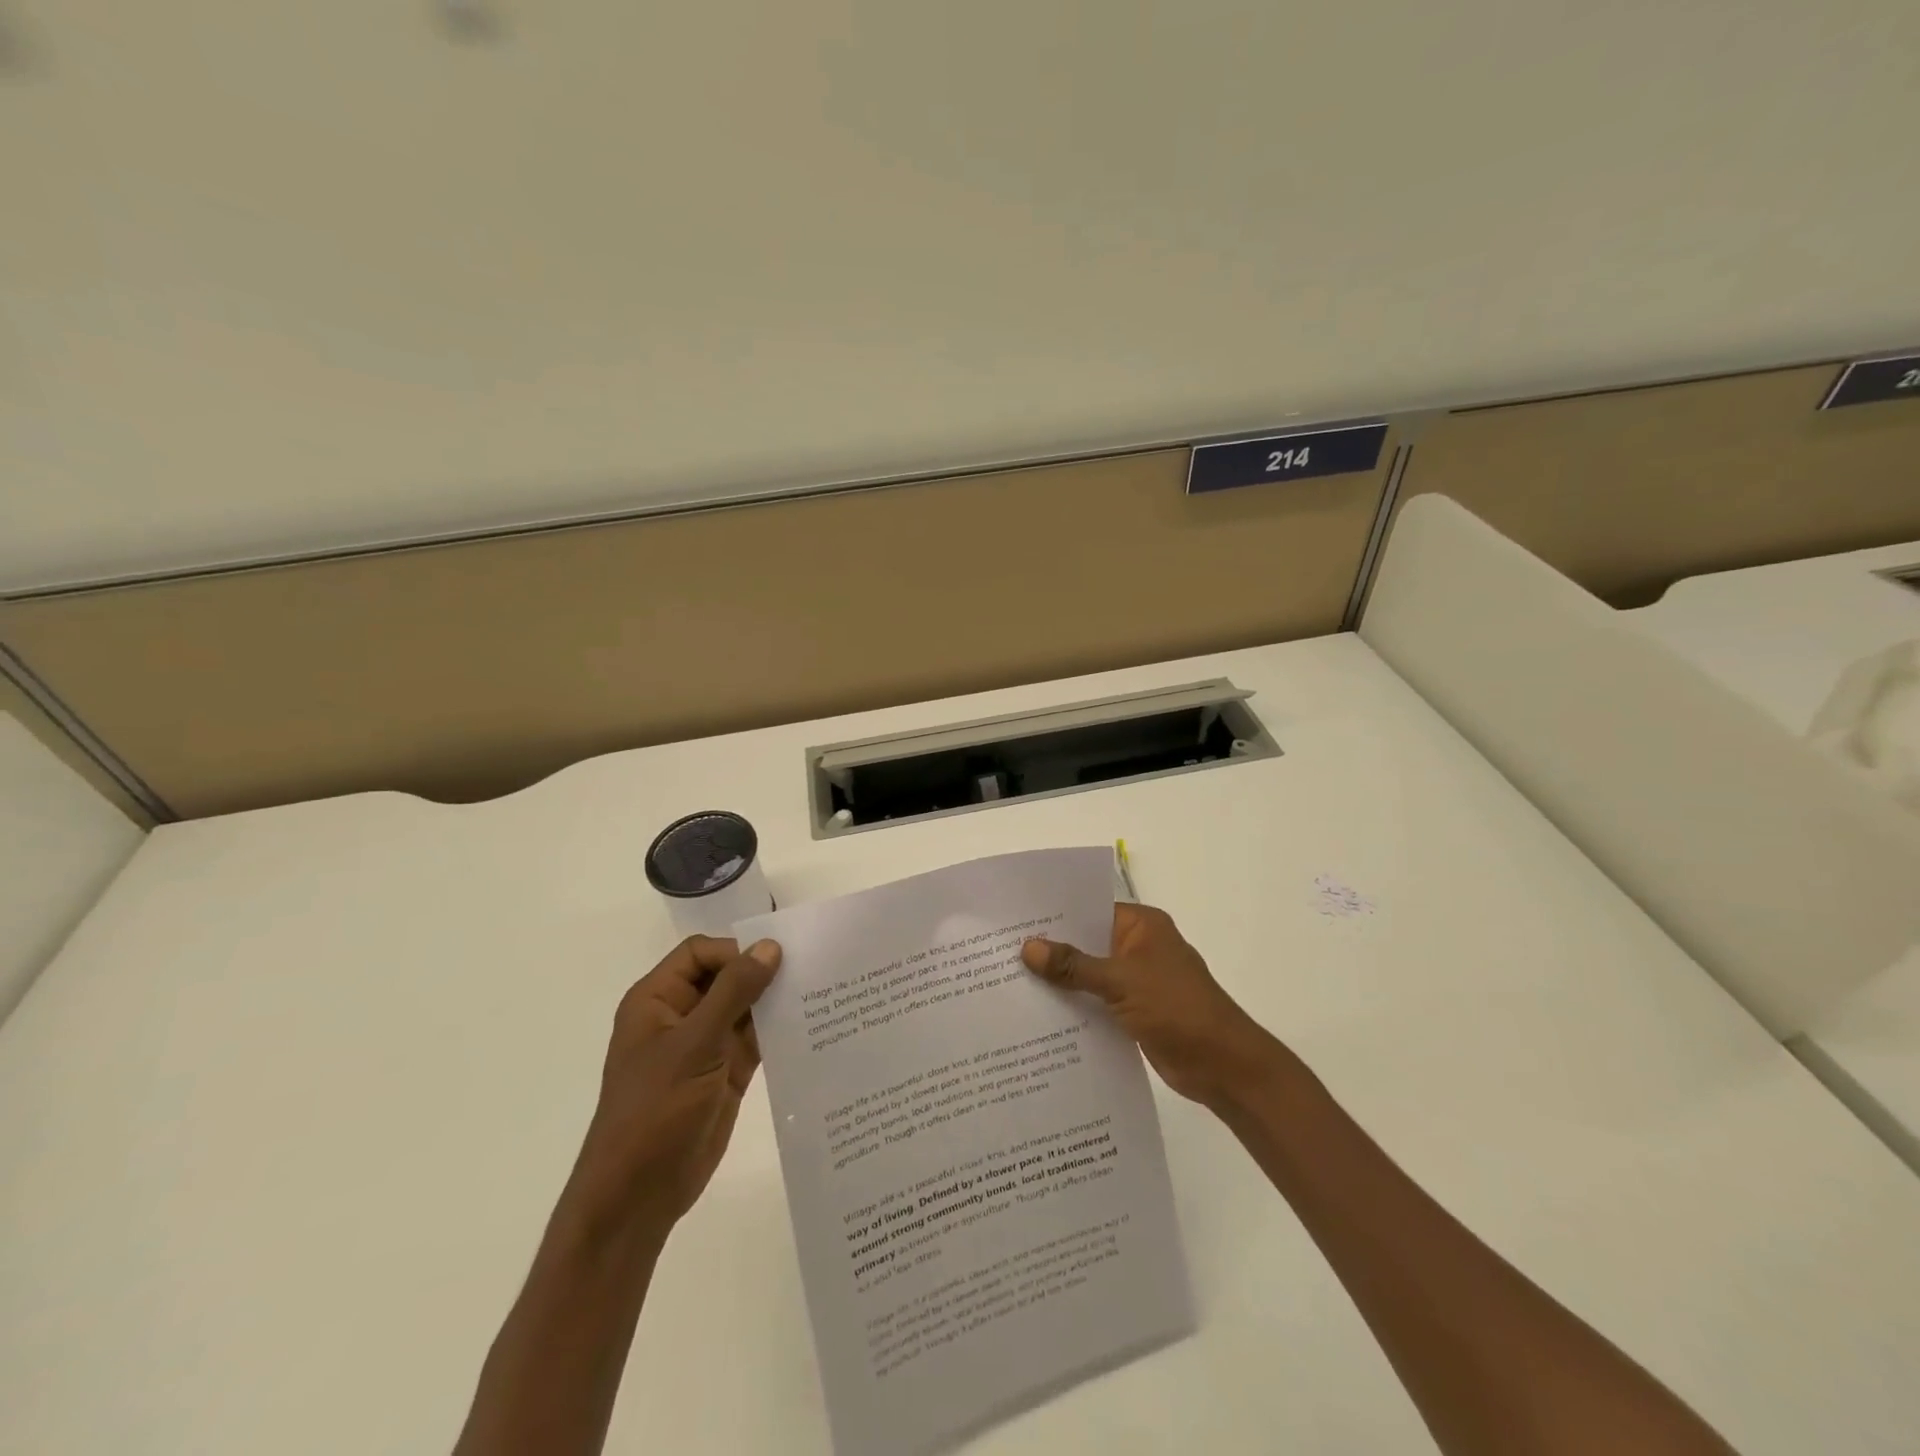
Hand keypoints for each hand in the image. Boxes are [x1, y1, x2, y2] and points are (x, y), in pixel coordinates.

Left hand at [566, 936, 782, 1241]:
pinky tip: (810, 1025)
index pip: (700, 954)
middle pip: (726, 977)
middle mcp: (681, 1016)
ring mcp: (705, 1046)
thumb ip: (734, 993)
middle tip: (810, 967)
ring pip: (745, 1008)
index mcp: (658, 1000)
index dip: (735, 951)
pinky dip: (779, 1031)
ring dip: (775, 1002)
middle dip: (762, 973)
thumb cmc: (654, 1111)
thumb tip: (770, 946)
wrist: (637, 1197)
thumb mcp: (694, 1045)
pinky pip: (756, 1039)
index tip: (776, 959)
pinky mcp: (726, 1072)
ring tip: (819, 991)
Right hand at [1023, 904, 1277, 1108]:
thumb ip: (1074, 965)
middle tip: (1000, 954)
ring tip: (1009, 984)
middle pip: (1086, 942)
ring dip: (1060, 982)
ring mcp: (1136, 981)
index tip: (1013, 921)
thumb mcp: (1121, 981)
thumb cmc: (1177, 1009)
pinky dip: (1074, 1006)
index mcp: (1141, 926)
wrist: (1223, 1066)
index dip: (1054, 916)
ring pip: (1089, 974)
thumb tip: (1028, 947)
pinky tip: (1039, 1015)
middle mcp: (1137, 947)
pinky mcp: (1134, 1011)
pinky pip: (1096, 1002)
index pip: (1089, 910)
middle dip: (1051, 951)